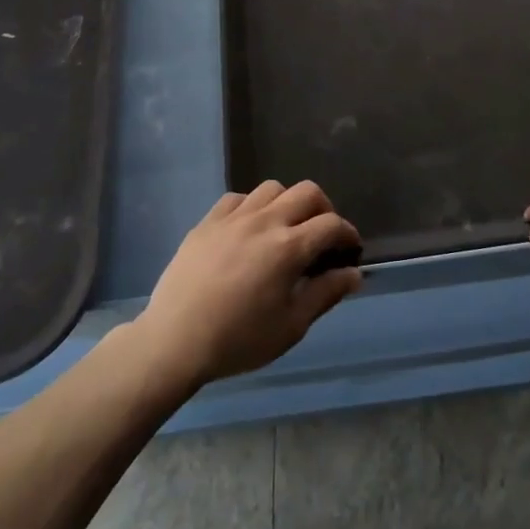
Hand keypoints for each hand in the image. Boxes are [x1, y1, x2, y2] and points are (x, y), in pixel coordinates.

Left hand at [135, 180, 363, 388]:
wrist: (175, 340)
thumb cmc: (239, 340)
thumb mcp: (291, 326)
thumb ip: (325, 294)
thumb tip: (354, 273)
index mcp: (289, 247)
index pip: (332, 224)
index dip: (348, 234)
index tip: (350, 250)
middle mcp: (265, 221)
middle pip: (307, 192)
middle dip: (324, 209)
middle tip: (322, 236)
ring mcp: (234, 217)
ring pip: (272, 188)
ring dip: (287, 204)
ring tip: (285, 229)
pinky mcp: (207, 221)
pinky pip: (238, 198)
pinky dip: (252, 207)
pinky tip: (249, 230)